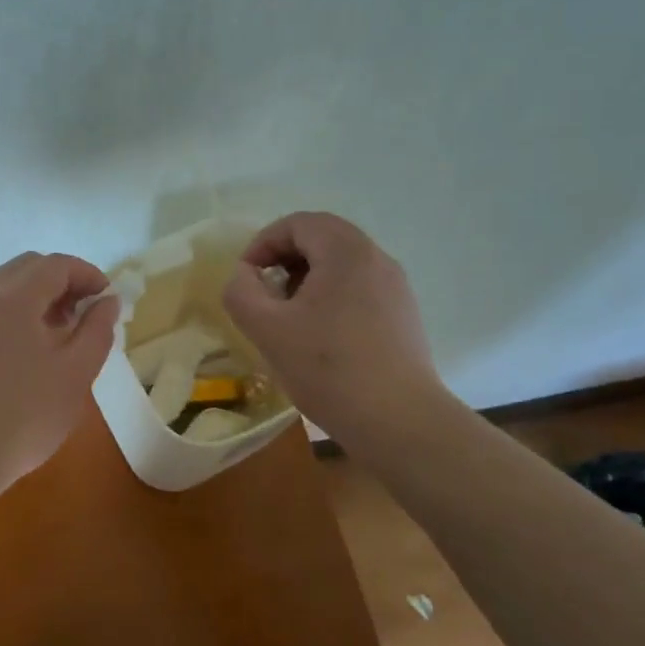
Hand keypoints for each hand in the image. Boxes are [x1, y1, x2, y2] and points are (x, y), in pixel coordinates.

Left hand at [0, 252, 120, 508]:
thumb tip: (107, 301)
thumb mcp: (76, 373)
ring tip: (57, 334)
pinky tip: (25, 349)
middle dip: (62, 282)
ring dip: (36, 297)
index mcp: (15, 295)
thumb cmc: (24, 414)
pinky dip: (13, 312)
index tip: (107, 301)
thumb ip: (97, 329)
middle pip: (29, 267)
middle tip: (83, 315)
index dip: (88, 275)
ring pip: (6, 286)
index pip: (57, 264)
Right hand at [221, 212, 454, 440]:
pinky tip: (320, 338)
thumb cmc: (329, 368)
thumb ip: (241, 291)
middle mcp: (376, 258)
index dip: (263, 244)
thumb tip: (245, 276)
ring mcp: (395, 287)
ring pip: (341, 265)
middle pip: (321, 238)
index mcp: (346, 251)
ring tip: (288, 319)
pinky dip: (331, 298)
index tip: (246, 279)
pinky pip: (359, 288)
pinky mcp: (403, 315)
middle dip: (284, 260)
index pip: (297, 223)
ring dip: (306, 280)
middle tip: (265, 295)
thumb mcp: (267, 328)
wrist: (400, 422)